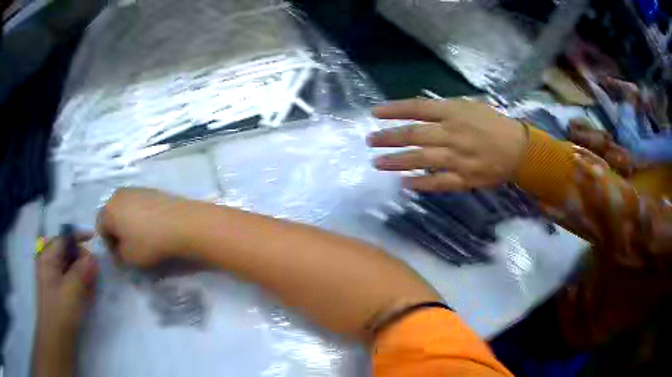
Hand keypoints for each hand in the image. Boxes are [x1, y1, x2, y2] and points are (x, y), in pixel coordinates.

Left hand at [34, 235, 97, 376]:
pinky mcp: (58, 290)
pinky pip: (71, 280)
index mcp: (48, 257)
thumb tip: (93, 258)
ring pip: (71, 267)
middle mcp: (49, 263)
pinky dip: (80, 285)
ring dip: (83, 275)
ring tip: (92, 291)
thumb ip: (82, 271)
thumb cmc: (60, 311)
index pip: (64, 238)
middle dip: (82, 261)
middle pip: (68, 252)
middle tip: (94, 276)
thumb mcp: (72, 290)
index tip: (93, 237)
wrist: (56, 338)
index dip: (78, 236)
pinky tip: (87, 297)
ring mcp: (53, 277)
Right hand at [96, 187, 192, 267]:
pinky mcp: (152, 190)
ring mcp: (136, 189)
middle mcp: (119, 194)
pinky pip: (140, 205)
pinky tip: (154, 227)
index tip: (120, 256)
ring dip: (129, 223)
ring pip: (126, 209)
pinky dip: (142, 216)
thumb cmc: (149, 243)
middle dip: (117, 231)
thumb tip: (117, 251)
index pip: (100, 227)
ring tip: (143, 237)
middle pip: (112, 215)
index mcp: (108, 209)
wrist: (183, 224)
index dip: (108, 244)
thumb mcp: (128, 258)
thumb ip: (117, 256)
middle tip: (130, 247)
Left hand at [368, 99, 527, 191]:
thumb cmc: (493, 124)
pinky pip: (438, 183)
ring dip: (397, 161)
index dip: (394, 110)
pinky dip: (420, 184)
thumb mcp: (470, 106)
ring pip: (421, 160)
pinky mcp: (464, 179)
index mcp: (455, 113)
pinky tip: (403, 183)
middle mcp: (453, 134)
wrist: (517, 150)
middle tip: (369, 141)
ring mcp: (458, 159)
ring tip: (377, 162)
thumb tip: (417, 113)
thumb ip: (445, 109)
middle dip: (389, 137)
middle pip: (415, 135)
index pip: (418, 108)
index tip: (374, 113)